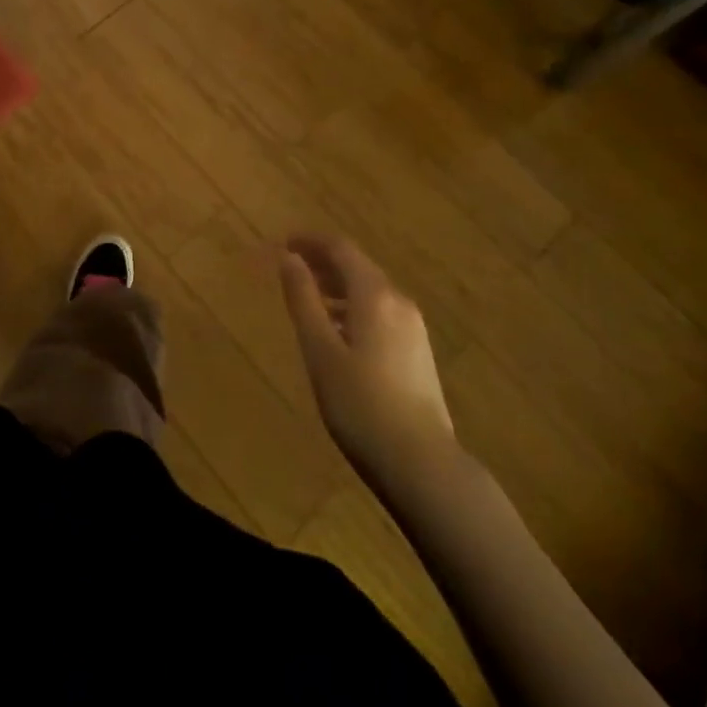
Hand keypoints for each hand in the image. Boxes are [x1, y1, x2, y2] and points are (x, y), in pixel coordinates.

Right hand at [277, 235, 456, 480]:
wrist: (422, 465)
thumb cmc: (361, 404)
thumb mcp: (320, 350)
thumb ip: (303, 300)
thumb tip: (289, 258)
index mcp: (374, 295)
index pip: (341, 249)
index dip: (311, 241)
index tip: (284, 241)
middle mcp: (398, 302)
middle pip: (358, 267)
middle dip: (324, 262)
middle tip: (292, 267)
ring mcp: (413, 328)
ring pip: (370, 291)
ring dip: (338, 286)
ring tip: (309, 298)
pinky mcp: (418, 353)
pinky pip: (381, 313)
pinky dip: (354, 308)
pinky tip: (339, 332)